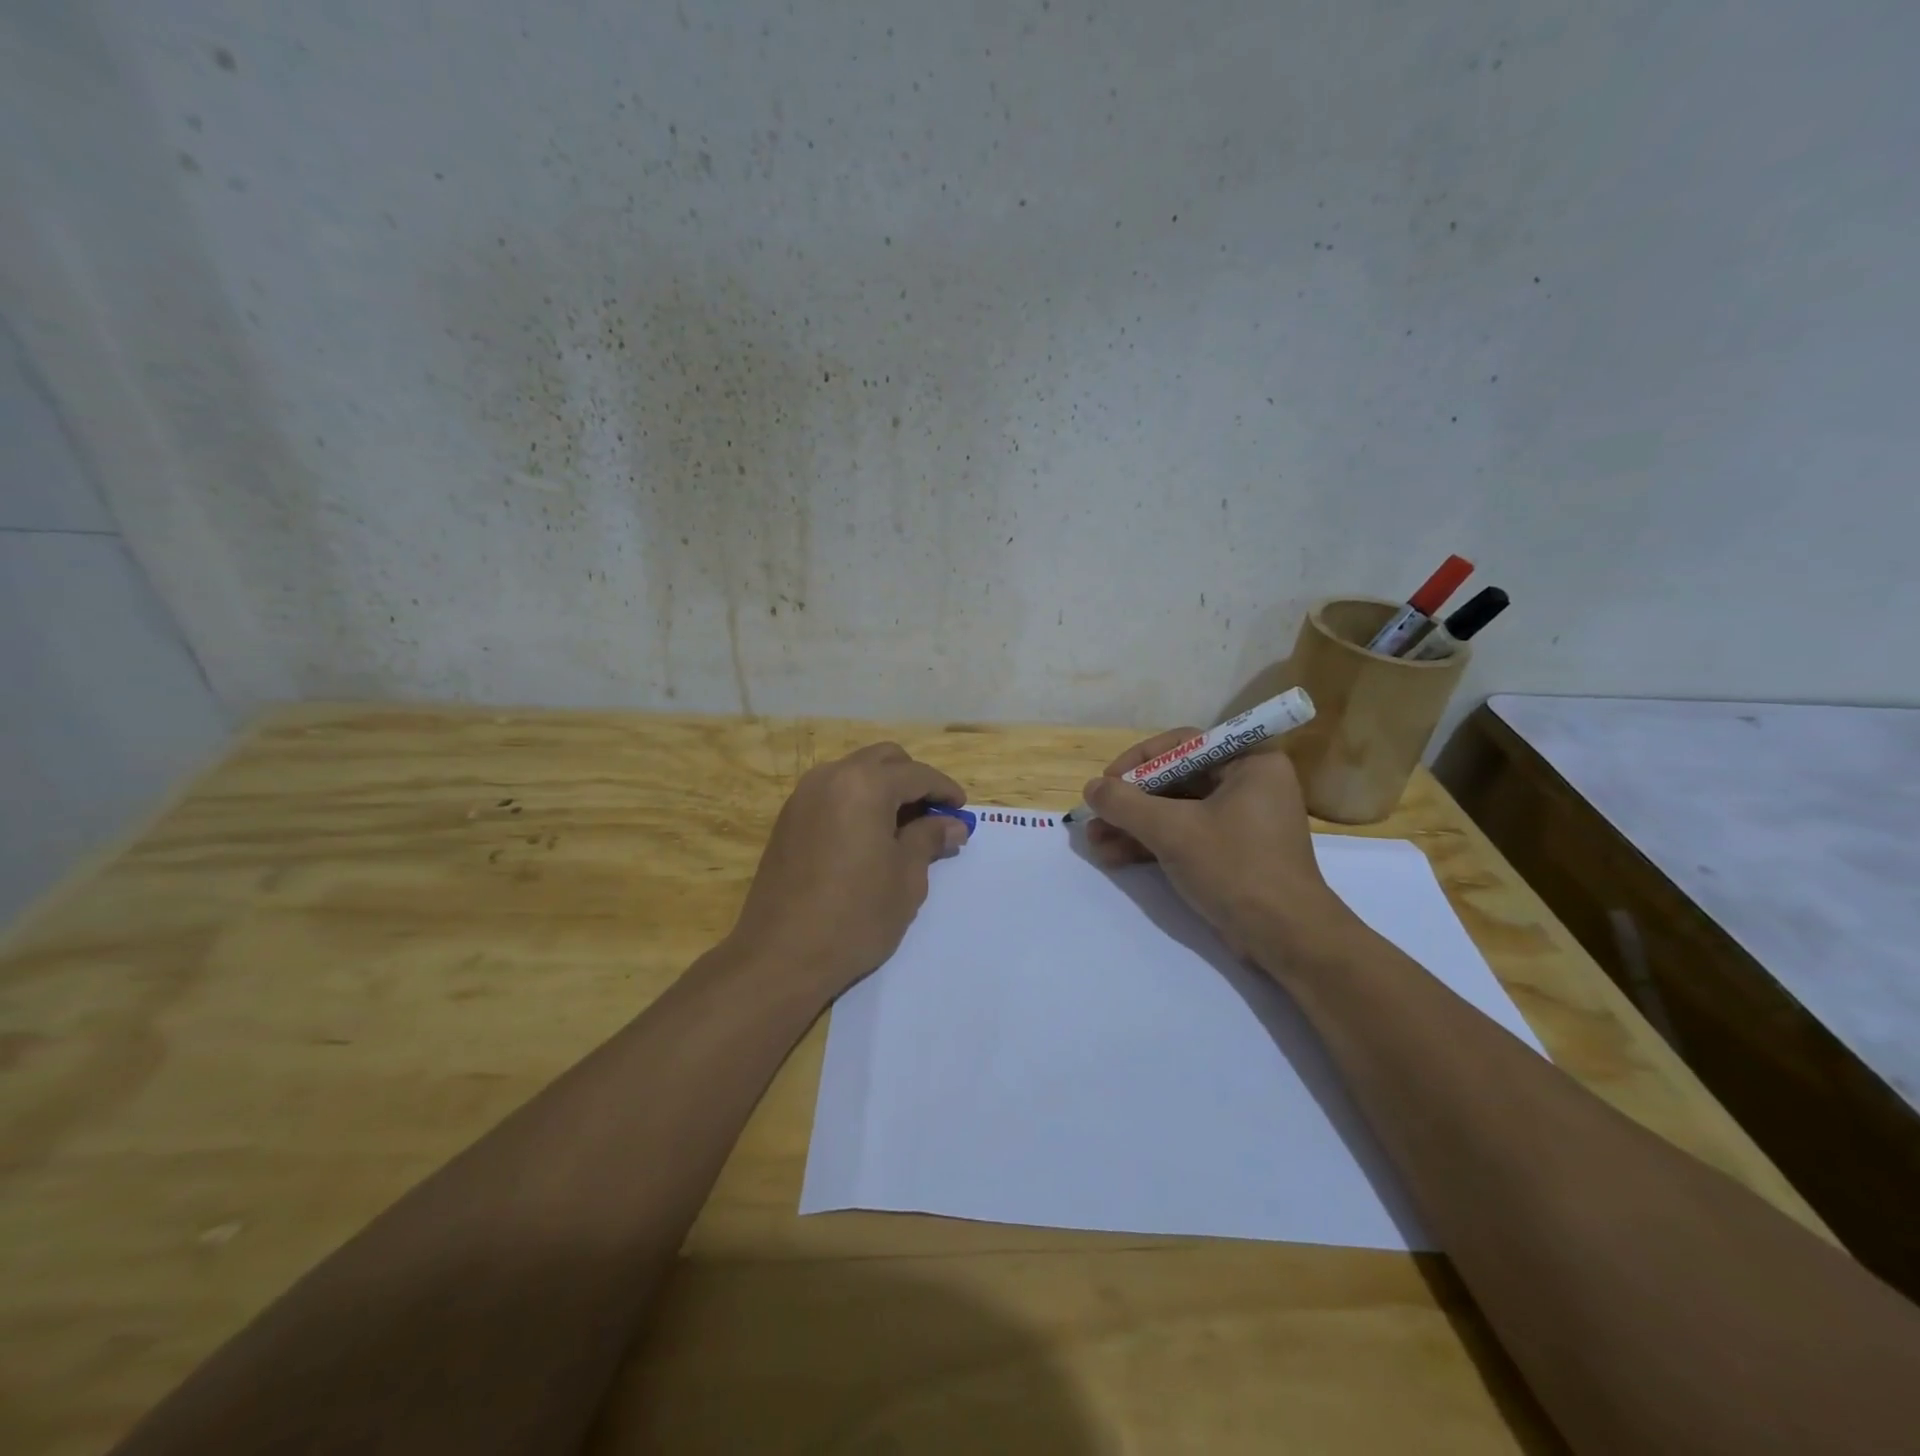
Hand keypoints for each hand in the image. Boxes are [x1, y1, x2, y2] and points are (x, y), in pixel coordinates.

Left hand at [728, 743, 969, 1001]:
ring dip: (883, 789)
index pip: (917, 774)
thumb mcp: (906, 878)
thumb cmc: (855, 916)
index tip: (961, 812)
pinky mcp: (787, 819)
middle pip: (883, 760)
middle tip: (932, 817)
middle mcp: (831, 777)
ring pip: (855, 773)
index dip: (945, 790)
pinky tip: (868, 838)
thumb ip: (929, 839)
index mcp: (865, 785)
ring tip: (902, 829)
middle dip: (913, 781)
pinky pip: (832, 794)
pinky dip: (857, 802)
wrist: (780, 955)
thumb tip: (952, 824)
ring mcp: (803, 797)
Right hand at [1083, 730, 1349, 957]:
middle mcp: (1249, 783)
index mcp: (1250, 762)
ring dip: (1134, 825)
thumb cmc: (1234, 868)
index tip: (1106, 783)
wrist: (1285, 937)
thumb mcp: (1173, 830)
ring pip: (1176, 811)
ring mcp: (1241, 820)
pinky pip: (1185, 835)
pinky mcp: (1232, 851)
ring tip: (1094, 842)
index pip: (1182, 745)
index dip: (1137, 762)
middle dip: (1131, 802)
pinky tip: (1114, 856)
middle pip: (1175, 780)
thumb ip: (1126, 804)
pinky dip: (1152, 843)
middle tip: (1095, 816)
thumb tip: (1090, 787)